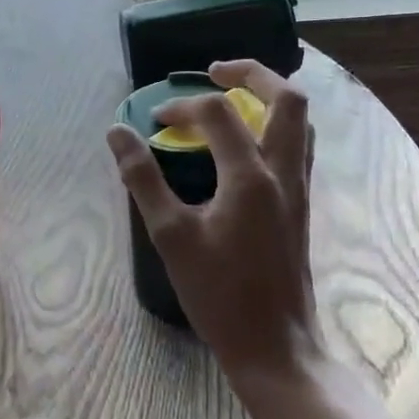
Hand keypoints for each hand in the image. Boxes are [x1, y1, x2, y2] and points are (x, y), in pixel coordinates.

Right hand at [105, 60, 321, 383]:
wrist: (275, 346)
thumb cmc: (219, 294)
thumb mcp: (170, 236)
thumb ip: (142, 178)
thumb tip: (117, 132)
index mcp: (250, 176)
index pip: (217, 114)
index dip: (181, 107)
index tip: (154, 121)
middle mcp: (284, 172)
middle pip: (287, 99)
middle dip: (252, 73)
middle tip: (215, 71)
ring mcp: (299, 188)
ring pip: (301, 121)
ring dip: (269, 97)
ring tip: (234, 96)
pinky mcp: (302, 204)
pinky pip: (297, 145)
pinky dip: (274, 125)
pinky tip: (245, 142)